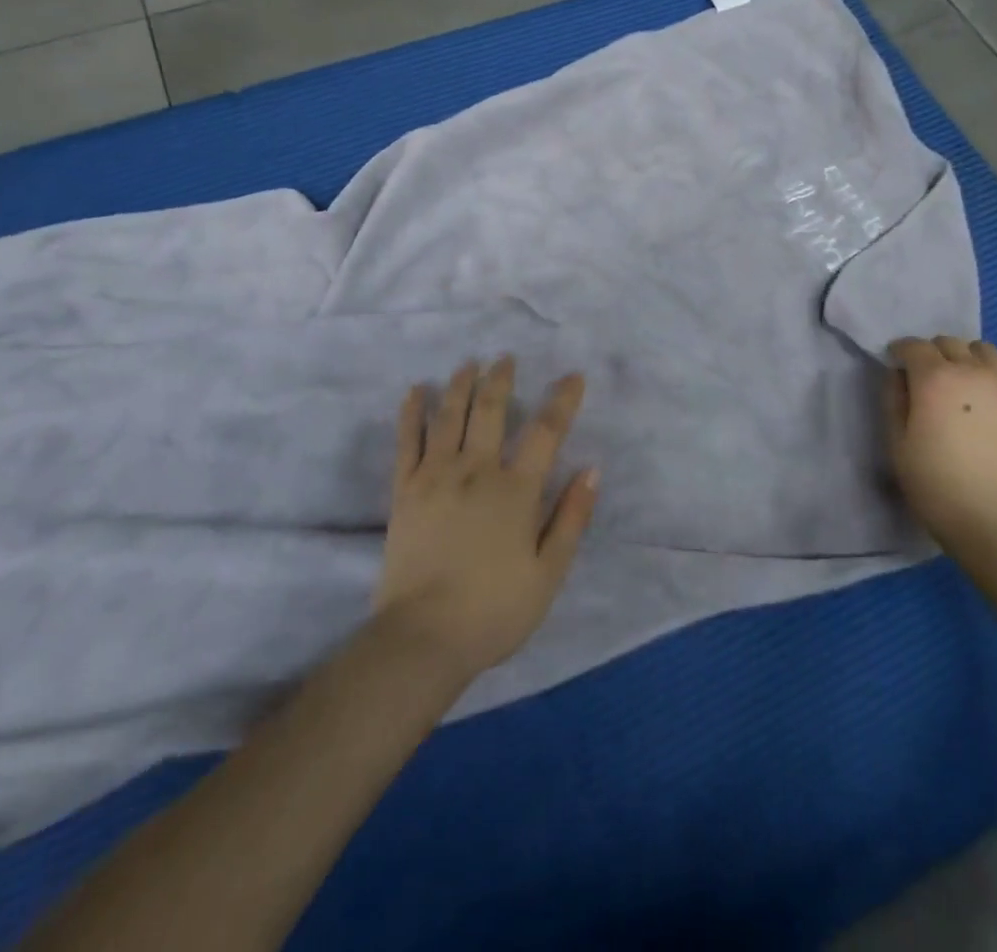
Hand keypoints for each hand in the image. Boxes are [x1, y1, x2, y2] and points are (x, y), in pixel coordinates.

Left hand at [374, 357, 597, 681]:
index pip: (545, 431)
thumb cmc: (494, 610)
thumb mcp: (549, 573)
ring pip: (449, 416)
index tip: (573, 377)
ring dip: (460, 385)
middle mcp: (475, 471)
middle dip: (501, 379)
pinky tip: (416, 391)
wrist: (422, 638)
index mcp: (515, 490)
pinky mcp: (404, 491)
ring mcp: (435, 477)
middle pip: (490, 410)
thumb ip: (572, 518)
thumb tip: (592, 469)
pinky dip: (412, 412)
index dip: (562, 400)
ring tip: (469, 364)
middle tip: (505, 357)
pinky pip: (407, 441)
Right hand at [884, 336, 996, 573]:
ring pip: (984, 348)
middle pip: (948, 342)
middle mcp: (973, 370)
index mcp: (935, 379)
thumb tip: (900, 372)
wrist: (990, 520)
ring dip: (970, 359)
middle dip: (933, 357)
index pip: (913, 346)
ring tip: (968, 387)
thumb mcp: (895, 441)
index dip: (901, 354)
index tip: (899, 370)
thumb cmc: (934, 484)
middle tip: (931, 386)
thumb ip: (893, 397)